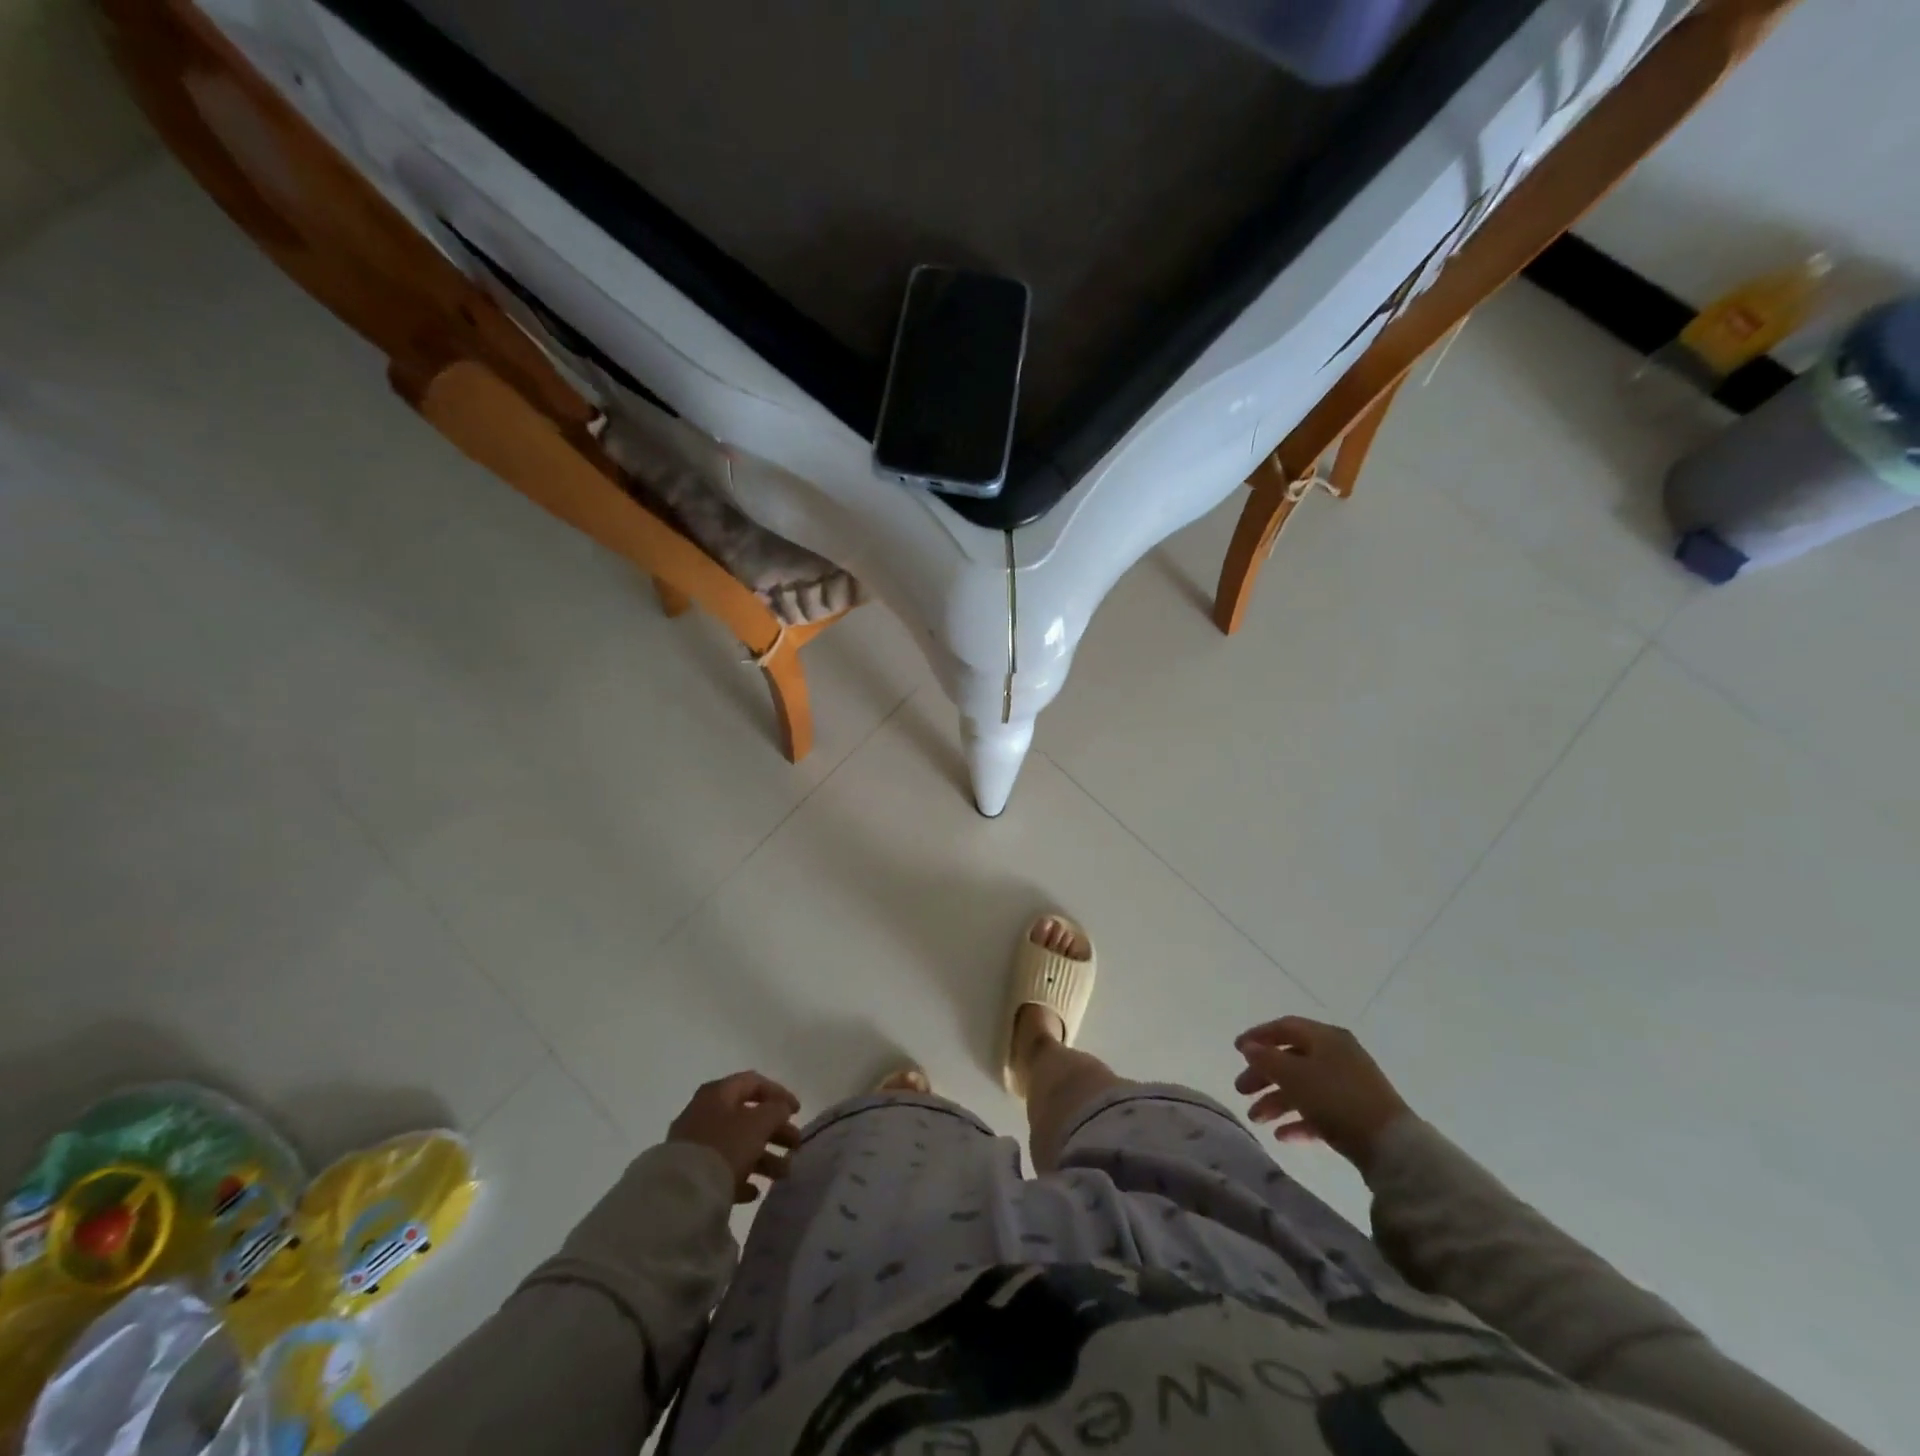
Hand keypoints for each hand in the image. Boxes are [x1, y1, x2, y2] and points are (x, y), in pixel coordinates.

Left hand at [667, 1071, 802, 1203]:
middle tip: (795, 1146)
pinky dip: (741, 1176)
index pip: (754, 1083)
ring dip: (764, 1157)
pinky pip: (722, 1169)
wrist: (681, 1192)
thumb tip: (781, 1108)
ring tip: (783, 1174)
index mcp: (718, 1093)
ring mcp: (695, 1143)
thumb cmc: (725, 1145)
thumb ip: (776, 1110)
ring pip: (737, 1144)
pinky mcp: (690, 1172)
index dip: (779, 1094)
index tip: (797, 1112)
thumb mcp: (759, 1123)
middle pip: (748, 1116)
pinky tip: (755, 1191)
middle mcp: (704, 1112)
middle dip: (775, 1131)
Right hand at [1234, 1017, 1409, 1171]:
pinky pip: (1319, 1111)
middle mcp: (1337, 1055)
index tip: (1236, 1050)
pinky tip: (1282, 1136)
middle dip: (1263, 1075)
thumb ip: (1266, 1058)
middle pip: (1291, 1059)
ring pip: (1303, 1087)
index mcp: (1325, 1037)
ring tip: (1256, 1119)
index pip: (1285, 1027)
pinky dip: (1299, 1120)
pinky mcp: (1356, 1114)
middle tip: (1241, 1091)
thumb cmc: (1336, 1099)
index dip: (1258, 1036)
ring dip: (1276, 1101)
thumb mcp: (1293, 1075)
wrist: (1392, 1147)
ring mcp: (1348, 1086)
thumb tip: (1249, 1047)